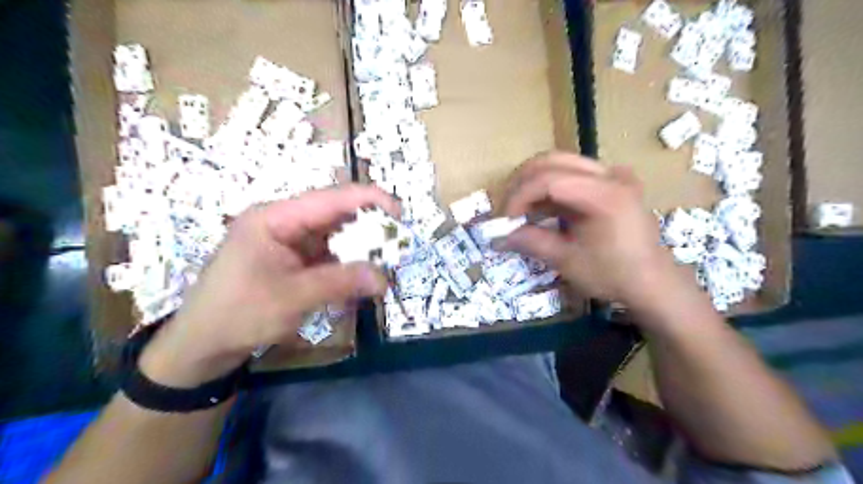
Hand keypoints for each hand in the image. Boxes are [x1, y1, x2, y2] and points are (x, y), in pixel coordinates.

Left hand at [139, 186, 396, 384]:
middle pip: (336, 216)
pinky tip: (360, 280)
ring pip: (336, 237)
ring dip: (360, 251)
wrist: (202, 345)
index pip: (331, 198)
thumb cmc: (239, 314)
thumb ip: (341, 282)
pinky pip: (329, 257)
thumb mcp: (292, 297)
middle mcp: (284, 223)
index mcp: (276, 218)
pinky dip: (347, 267)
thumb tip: (385, 278)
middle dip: (368, 229)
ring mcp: (290, 242)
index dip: (368, 200)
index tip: (399, 214)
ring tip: (384, 265)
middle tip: (396, 247)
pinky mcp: (294, 261)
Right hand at [503, 152, 696, 313]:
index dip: (519, 196)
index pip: (548, 179)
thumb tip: (497, 236)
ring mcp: (614, 174)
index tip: (505, 219)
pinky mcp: (612, 181)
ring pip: (561, 163)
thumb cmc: (612, 274)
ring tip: (519, 208)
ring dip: (534, 183)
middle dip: (522, 183)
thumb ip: (531, 242)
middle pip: (552, 161)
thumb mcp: (567, 261)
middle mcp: (611, 175)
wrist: (652, 282)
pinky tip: (540, 207)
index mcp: (605, 194)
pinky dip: (550, 187)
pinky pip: (572, 173)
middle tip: (507, 208)